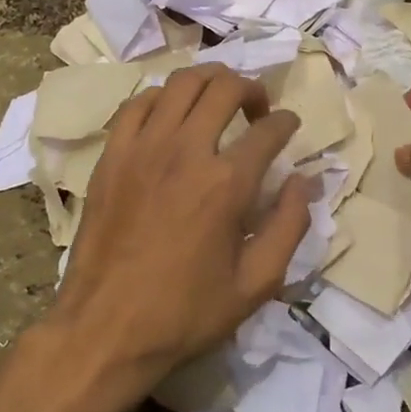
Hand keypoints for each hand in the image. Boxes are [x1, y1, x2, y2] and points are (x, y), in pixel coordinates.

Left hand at [44, 64, 311, 411]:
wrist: (105, 329)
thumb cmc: (185, 312)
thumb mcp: (257, 283)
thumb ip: (290, 226)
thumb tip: (305, 181)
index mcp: (227, 184)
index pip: (269, 130)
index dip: (287, 122)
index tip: (289, 126)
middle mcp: (186, 151)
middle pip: (225, 88)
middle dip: (251, 88)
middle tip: (257, 108)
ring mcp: (143, 148)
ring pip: (180, 83)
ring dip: (209, 81)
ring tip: (218, 99)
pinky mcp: (112, 156)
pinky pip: (138, 104)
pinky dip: (161, 97)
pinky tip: (170, 115)